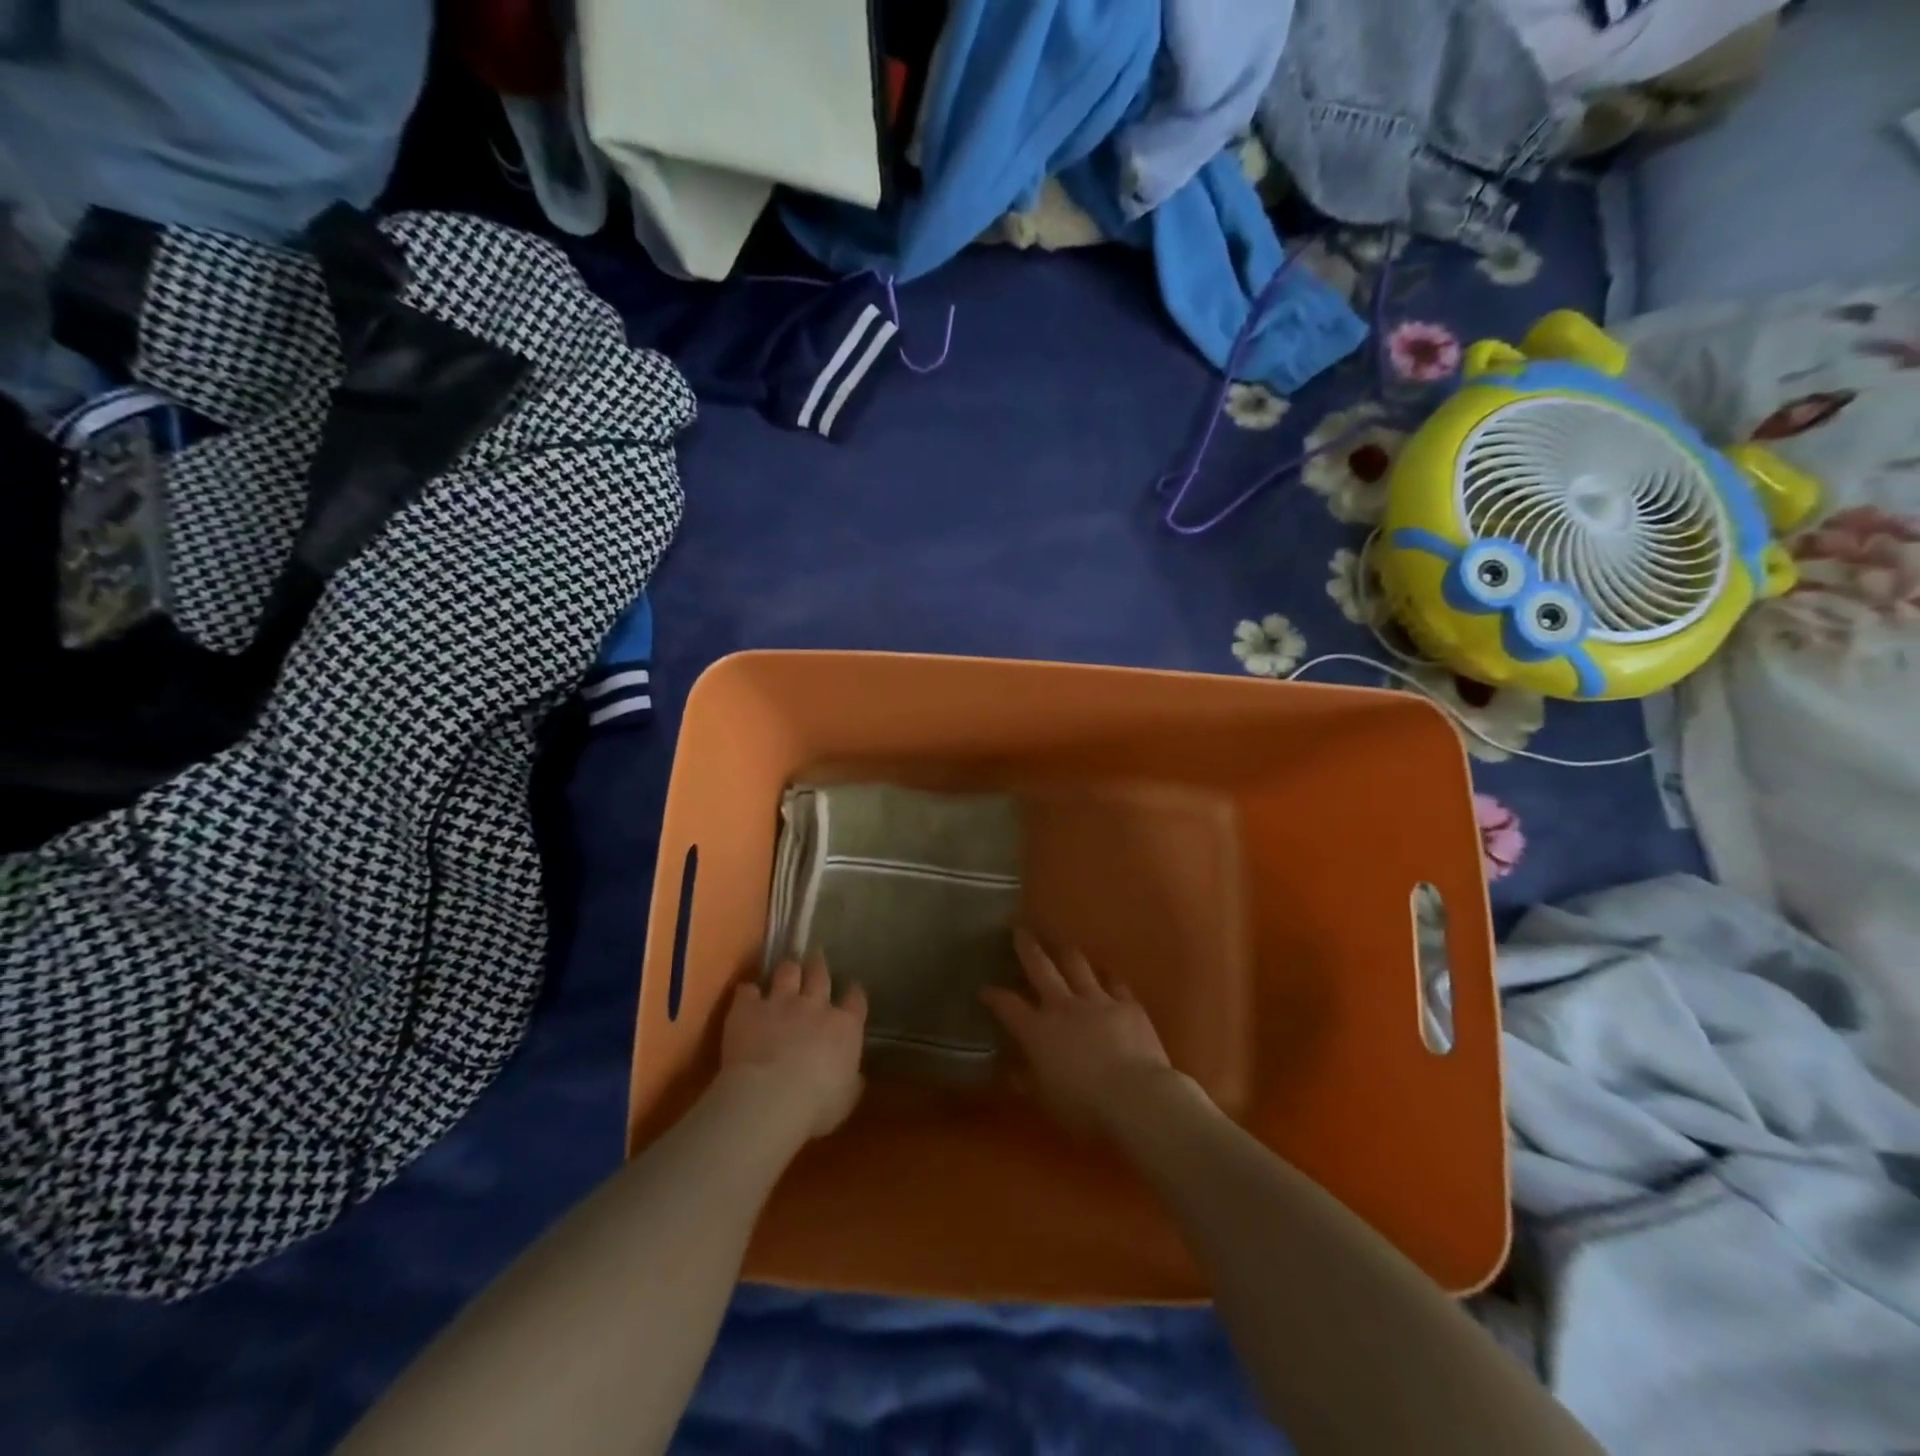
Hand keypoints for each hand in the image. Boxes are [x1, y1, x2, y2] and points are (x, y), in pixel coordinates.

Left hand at [720, 954, 867, 1138]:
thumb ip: (851, 1080)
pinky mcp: (748, 1008)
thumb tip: (854, 1074)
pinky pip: (747, 990)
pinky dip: (748, 992)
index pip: (856, 1000)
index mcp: (844, 1027)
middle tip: (817, 959)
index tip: (853, 989)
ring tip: (786, 967)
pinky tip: (746, 995)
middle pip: (820, 975)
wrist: (769, 1097)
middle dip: (819, 966)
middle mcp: (815, 1006)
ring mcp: (780, 1002)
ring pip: (787, 972)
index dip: (854, 993)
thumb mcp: (846, 1098)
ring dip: (787, 969)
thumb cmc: (816, 1105)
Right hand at [980, 932, 1177, 1134]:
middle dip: (1027, 948)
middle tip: (1019, 929)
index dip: (994, 996)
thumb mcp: (1046, 1099)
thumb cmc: (1084, 1106)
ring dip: (1065, 952)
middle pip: (1040, 968)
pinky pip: (1115, 983)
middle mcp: (1063, 1006)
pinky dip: (1107, 977)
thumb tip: (1012, 1070)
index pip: (1008, 1006)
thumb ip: (1027, 1080)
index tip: (984, 988)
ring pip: (1077, 966)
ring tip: (1059, 942)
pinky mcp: (1128, 1005)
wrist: (1136, 1096)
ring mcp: (1097, 1000)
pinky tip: (1105, 972)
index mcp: (1038, 1030)